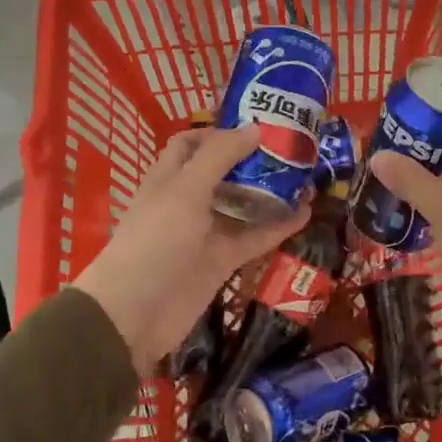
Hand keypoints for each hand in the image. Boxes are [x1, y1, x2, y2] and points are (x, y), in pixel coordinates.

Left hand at [75, 127, 308, 371]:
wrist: (134, 315)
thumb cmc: (155, 241)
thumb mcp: (186, 190)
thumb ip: (220, 156)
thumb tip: (255, 127)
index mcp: (170, 177)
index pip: (193, 143)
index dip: (220, 132)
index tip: (257, 127)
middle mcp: (188, 200)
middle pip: (224, 172)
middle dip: (254, 160)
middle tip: (292, 148)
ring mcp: (206, 232)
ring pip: (243, 204)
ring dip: (271, 191)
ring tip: (307, 176)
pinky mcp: (222, 260)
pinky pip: (255, 237)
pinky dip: (279, 226)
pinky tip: (306, 213)